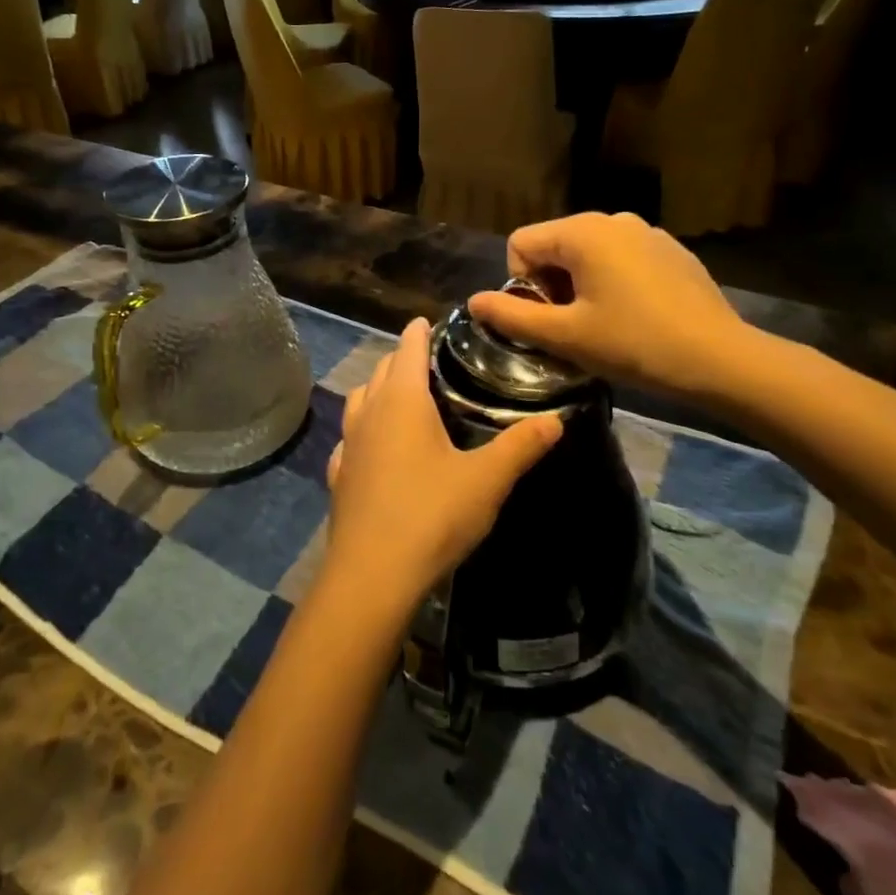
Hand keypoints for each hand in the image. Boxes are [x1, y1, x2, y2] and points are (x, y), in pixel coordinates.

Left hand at [323, 318, 561, 620]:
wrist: (372, 573)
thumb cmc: (432, 515)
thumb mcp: (486, 480)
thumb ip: (521, 446)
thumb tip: (556, 419)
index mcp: (402, 401)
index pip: (408, 348)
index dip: (418, 331)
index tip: (428, 321)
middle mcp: (369, 413)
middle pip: (383, 370)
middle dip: (402, 357)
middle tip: (427, 358)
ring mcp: (349, 444)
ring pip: (360, 400)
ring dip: (378, 389)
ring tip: (401, 395)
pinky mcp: (339, 475)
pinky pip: (350, 437)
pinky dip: (363, 429)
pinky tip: (373, 446)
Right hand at [466, 212, 759, 403]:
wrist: (720, 359)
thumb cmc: (634, 344)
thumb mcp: (564, 336)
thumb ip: (511, 317)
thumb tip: (474, 302)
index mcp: (582, 232)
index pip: (520, 244)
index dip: (522, 286)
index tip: (548, 320)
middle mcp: (612, 219)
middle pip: (554, 246)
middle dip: (550, 286)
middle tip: (574, 328)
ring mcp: (646, 232)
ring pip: (588, 254)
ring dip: (580, 286)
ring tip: (603, 325)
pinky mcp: (671, 250)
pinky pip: (621, 259)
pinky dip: (613, 282)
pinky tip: (636, 316)